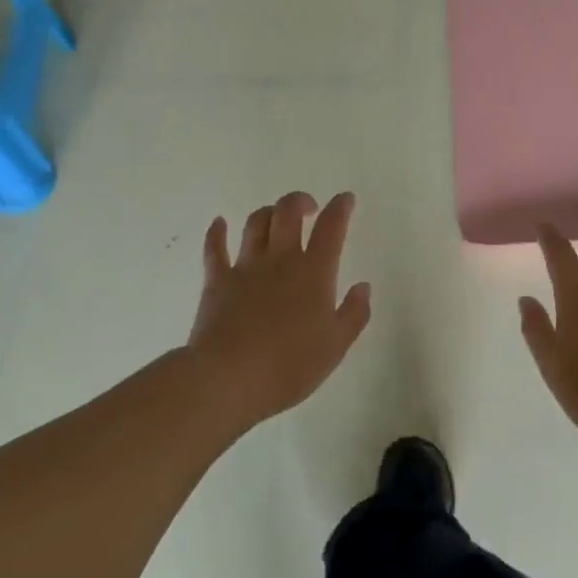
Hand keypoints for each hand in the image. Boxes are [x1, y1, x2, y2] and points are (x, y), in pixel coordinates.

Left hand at [186, 191, 371, 426]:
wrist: (230, 378)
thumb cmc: (290, 366)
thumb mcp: (336, 346)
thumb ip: (354, 313)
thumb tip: (363, 286)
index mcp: (314, 272)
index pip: (331, 228)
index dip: (340, 208)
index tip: (345, 199)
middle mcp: (280, 259)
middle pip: (288, 212)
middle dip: (300, 201)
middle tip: (308, 208)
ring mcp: (245, 267)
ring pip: (256, 223)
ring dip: (268, 213)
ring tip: (275, 219)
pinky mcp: (217, 281)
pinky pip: (215, 248)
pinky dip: (217, 232)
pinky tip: (219, 223)